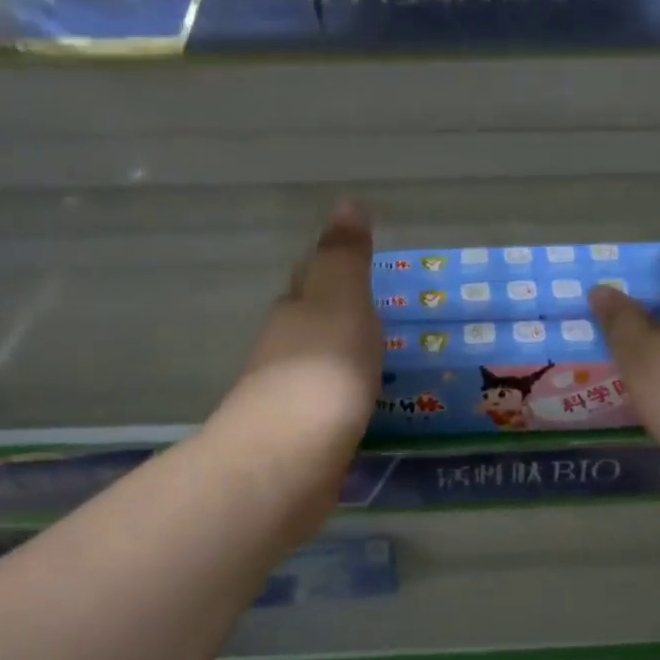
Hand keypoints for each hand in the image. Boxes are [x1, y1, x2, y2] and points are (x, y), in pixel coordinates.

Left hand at [207, 200, 380, 536]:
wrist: (289, 458)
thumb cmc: (323, 369)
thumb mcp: (342, 301)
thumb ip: (346, 258)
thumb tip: (347, 201)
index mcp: (297, 313)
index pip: (311, 282)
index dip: (330, 272)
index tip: (355, 269)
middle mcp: (283, 352)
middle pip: (308, 325)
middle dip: (332, 317)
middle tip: (373, 317)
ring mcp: (287, 400)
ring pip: (315, 369)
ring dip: (338, 362)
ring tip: (376, 364)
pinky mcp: (299, 442)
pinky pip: (327, 410)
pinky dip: (343, 403)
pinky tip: (362, 412)